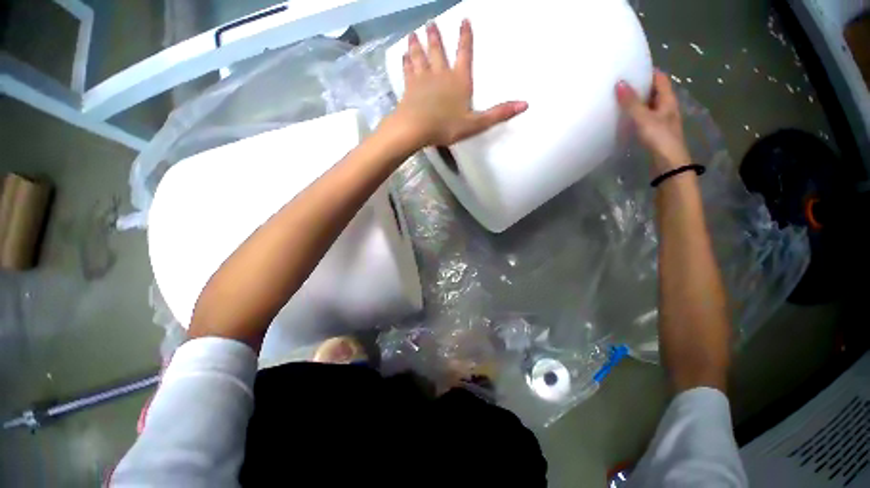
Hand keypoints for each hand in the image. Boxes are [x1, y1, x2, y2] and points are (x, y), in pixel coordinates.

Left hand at [388, 20, 527, 148]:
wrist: (416, 129)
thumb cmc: (446, 126)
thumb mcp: (475, 124)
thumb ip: (498, 114)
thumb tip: (525, 104)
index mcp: (459, 80)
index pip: (464, 54)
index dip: (465, 37)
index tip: (463, 19)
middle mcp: (440, 74)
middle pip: (438, 50)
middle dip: (435, 36)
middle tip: (431, 22)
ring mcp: (422, 79)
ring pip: (420, 56)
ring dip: (418, 43)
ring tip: (414, 32)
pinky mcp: (409, 88)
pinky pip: (407, 70)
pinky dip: (406, 62)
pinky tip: (404, 56)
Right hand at [617, 70, 691, 175]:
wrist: (668, 163)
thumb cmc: (659, 138)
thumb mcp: (644, 118)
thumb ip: (631, 102)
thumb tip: (619, 82)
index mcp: (667, 99)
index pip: (660, 78)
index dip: (648, 71)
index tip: (631, 67)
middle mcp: (666, 106)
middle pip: (653, 91)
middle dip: (639, 85)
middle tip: (620, 83)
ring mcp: (661, 120)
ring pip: (648, 105)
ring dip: (636, 101)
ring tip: (618, 98)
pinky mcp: (654, 131)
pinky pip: (643, 117)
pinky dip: (635, 114)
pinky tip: (624, 117)